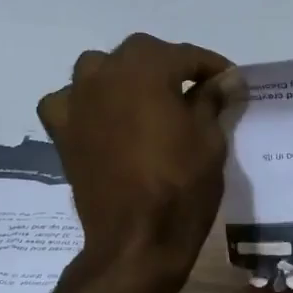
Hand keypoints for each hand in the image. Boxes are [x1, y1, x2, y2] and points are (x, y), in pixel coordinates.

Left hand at [38, 33, 237, 274]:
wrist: (137, 238)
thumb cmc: (181, 185)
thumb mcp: (209, 139)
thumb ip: (212, 100)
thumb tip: (226, 79)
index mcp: (146, 69)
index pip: (185, 55)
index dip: (212, 66)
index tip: (231, 81)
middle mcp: (105, 74)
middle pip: (141, 53)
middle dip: (169, 65)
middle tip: (195, 89)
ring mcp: (77, 101)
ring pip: (100, 69)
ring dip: (124, 76)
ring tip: (147, 98)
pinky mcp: (62, 131)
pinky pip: (69, 101)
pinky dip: (85, 102)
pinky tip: (101, 117)